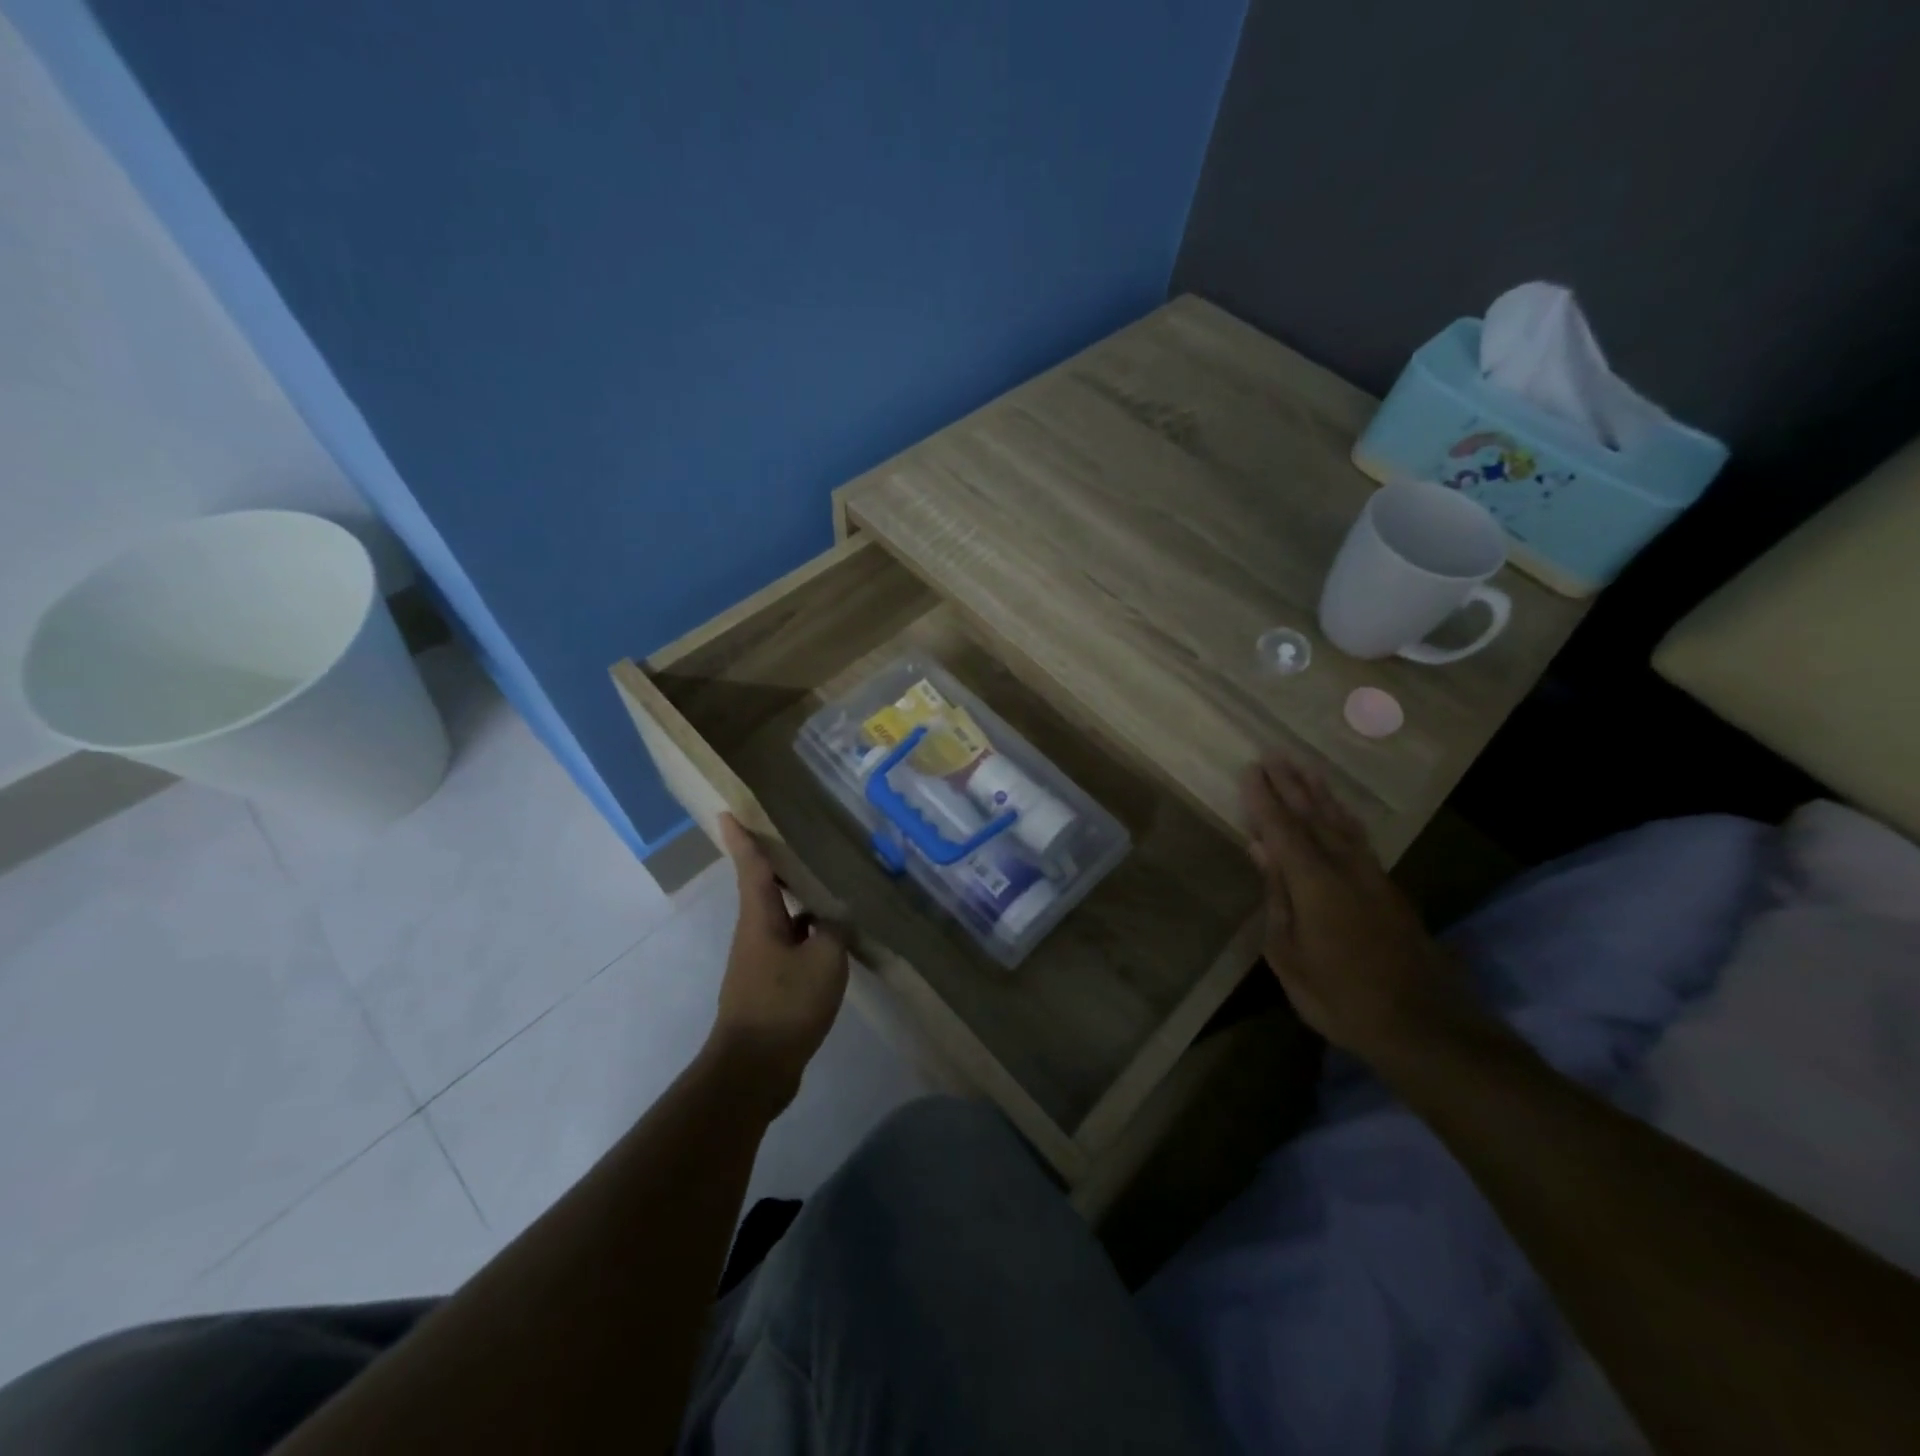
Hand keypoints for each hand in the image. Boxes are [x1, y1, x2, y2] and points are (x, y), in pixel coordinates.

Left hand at [703, 814, 849, 1112]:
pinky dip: (809, 935)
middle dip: (776, 864)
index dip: (742, 838)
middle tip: (796, 840)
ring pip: (781, 919)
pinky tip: (834, 940)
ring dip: (799, 901)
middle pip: (764, 890)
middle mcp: (754, 934)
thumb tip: (836, 917)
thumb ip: (835, 931)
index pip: (750, 868)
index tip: (725, 812)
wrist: (753, 1070)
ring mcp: (759, 962)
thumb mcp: (824, 961)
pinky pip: (790, 946)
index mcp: (760, 919)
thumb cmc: (784, 1005)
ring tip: (829, 885)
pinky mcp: (768, 986)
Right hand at [1241, 755, 1483, 1065]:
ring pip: (1341, 823)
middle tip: (1274, 754)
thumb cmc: (1339, 995)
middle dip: (1291, 784)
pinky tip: (1340, 813)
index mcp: (1314, 882)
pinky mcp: (1388, 889)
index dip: (1264, 799)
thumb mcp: (1289, 954)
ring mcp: (1371, 876)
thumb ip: (1276, 896)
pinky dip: (1344, 817)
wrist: (1421, 1024)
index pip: (1282, 829)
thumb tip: (1261, 850)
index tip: (1250, 770)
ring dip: (1321, 794)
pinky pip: (1359, 838)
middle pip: (1313, 816)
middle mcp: (1344, 868)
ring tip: (1306, 768)